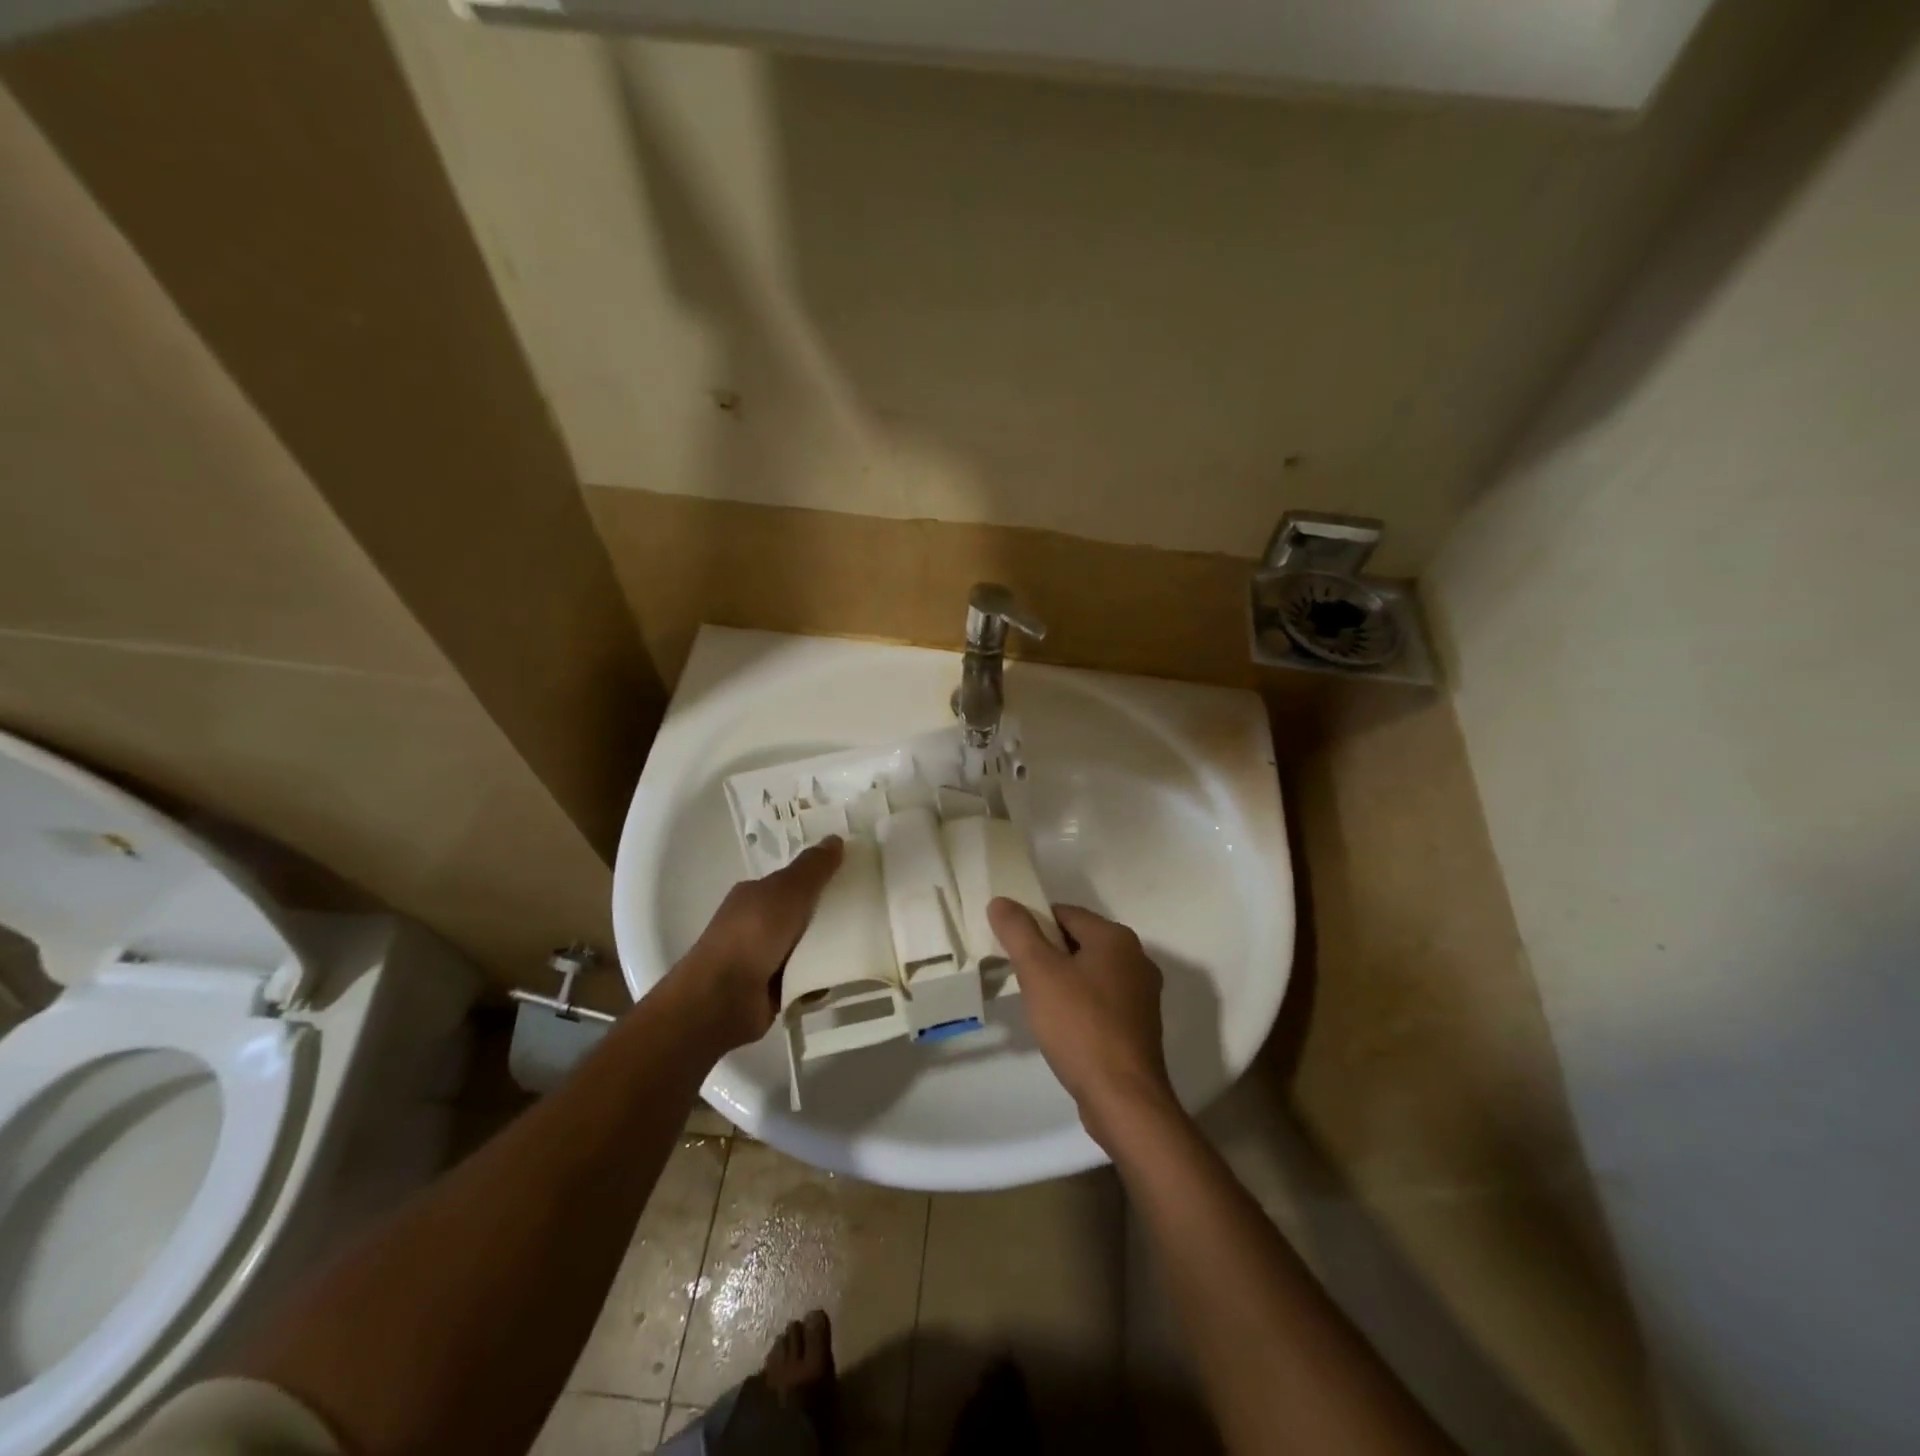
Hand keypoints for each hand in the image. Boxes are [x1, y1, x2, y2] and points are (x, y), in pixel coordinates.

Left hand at [662, 838, 843, 1051]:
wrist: (721, 999)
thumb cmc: (753, 934)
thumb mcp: (788, 891)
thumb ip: (813, 868)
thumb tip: (835, 838)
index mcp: (755, 895)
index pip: (792, 881)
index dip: (820, 878)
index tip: (852, 879)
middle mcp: (756, 924)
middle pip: (802, 914)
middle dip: (829, 915)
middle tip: (866, 913)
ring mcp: (762, 958)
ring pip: (806, 947)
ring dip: (828, 949)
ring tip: (863, 945)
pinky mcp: (771, 990)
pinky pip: (805, 978)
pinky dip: (820, 979)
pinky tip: (842, 976)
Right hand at [987, 899, 1177, 1148]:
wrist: (1123, 1097)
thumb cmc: (1079, 1025)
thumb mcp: (1038, 972)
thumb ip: (1018, 931)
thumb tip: (1001, 901)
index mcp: (1116, 938)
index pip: (1065, 913)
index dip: (1033, 923)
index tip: (1010, 946)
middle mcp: (1136, 958)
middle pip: (1079, 941)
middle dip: (1047, 953)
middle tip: (1019, 975)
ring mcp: (1142, 994)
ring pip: (1090, 972)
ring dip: (1063, 980)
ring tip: (1037, 1002)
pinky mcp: (1140, 1025)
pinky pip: (1102, 1000)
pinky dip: (1080, 1004)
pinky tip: (1062, 1026)